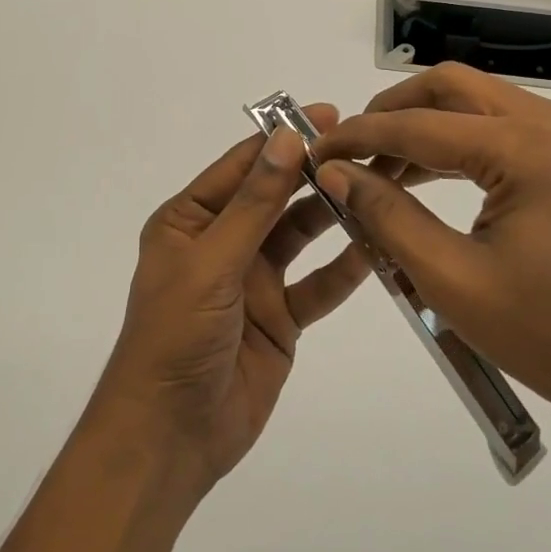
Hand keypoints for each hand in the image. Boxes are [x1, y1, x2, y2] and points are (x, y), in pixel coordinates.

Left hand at [94, 108, 370, 494]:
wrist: (170, 436)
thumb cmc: (175, 337)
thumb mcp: (212, 262)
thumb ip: (255, 203)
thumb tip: (287, 137)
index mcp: (190, 220)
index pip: (242, 166)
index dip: (283, 139)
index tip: (330, 116)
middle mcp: (223, 242)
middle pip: (276, 197)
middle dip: (316, 174)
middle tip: (368, 150)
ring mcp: (254, 281)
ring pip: (301, 237)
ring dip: (334, 215)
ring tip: (380, 188)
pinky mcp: (280, 318)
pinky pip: (317, 285)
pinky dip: (343, 269)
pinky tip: (377, 248)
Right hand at [311, 64, 550, 452]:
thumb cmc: (549, 336)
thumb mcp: (452, 278)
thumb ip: (387, 214)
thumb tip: (335, 171)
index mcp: (529, 149)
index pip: (421, 125)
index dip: (360, 137)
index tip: (314, 152)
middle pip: (451, 88)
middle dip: (391, 112)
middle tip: (349, 150)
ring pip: (475, 103)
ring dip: (422, 125)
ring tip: (376, 168)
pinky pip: (500, 128)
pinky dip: (455, 143)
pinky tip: (422, 175)